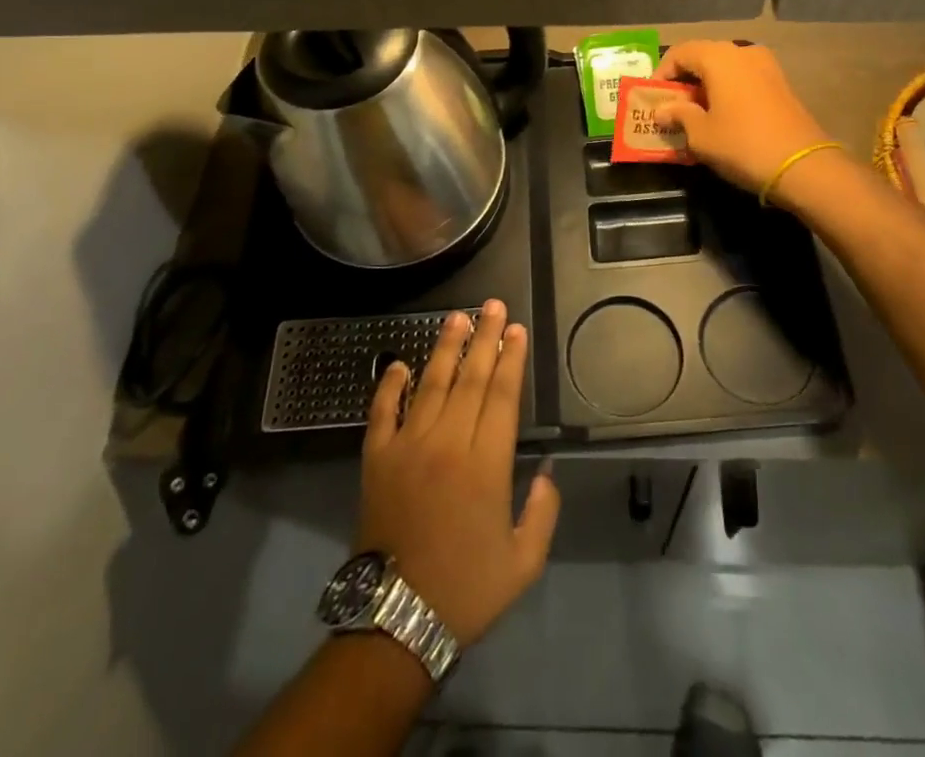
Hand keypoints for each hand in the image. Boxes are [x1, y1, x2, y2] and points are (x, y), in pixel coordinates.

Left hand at [356, 299, 559, 646]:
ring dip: (446, 348)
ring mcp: (408, 446)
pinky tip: (399, 363)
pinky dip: (390, 385)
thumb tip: (547, 471)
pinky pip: (383, 411)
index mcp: (486, 464)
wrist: (395, 620)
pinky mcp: (377, 458)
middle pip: (470, 378)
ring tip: (457, 318)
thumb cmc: (465, 589)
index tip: (517, 330)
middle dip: (485, 338)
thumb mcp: (523, 562)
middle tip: (493, 305)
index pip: (502, 395)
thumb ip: (543, 512)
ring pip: (431, 384)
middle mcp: (448, 442)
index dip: (511, 359)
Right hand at [651, 40, 835, 194]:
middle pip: (704, 57)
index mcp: (719, 57)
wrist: (802, 166)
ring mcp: (766, 66)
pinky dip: (727, 91)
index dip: (662, 74)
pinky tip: (722, 117)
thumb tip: (662, 110)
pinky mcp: (781, 84)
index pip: (680, 53)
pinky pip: (744, 79)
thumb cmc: (742, 144)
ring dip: (706, 86)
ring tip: (695, 114)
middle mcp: (743, 52)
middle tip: (671, 107)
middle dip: (684, 80)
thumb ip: (678, 115)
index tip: (653, 99)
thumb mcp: (700, 134)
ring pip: (725, 68)